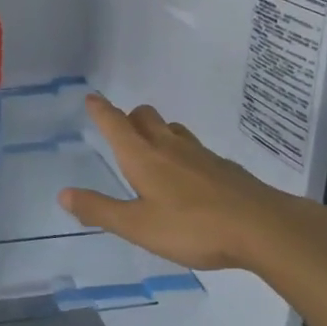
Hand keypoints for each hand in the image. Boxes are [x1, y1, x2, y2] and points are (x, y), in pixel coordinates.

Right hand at [59, 94, 326, 272]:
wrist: (262, 227)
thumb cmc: (192, 227)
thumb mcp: (137, 226)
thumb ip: (100, 210)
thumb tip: (64, 194)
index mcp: (143, 157)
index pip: (115, 124)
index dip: (101, 110)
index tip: (91, 98)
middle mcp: (169, 146)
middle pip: (145, 117)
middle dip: (129, 118)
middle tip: (121, 129)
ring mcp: (200, 154)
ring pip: (172, 129)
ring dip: (157, 131)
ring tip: (152, 150)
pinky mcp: (223, 167)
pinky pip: (194, 148)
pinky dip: (182, 152)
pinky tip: (188, 176)